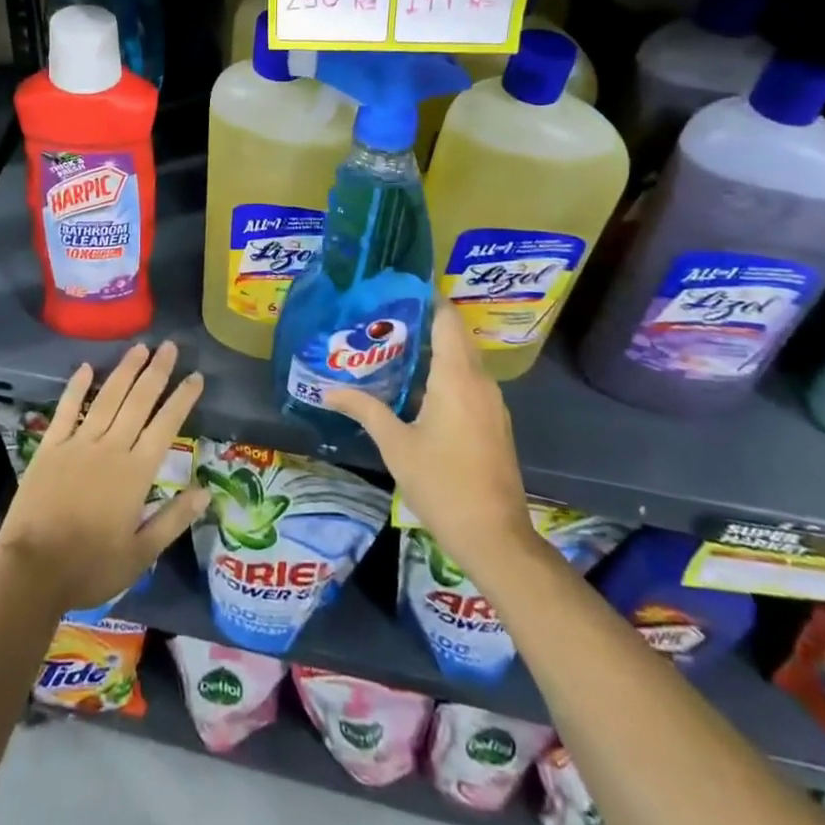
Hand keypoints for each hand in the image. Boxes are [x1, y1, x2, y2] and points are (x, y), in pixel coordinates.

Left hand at [0, 340, 208, 613]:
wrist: (33, 571)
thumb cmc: (90, 567)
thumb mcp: (140, 554)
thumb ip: (174, 519)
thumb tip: (207, 492)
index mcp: (136, 472)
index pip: (166, 426)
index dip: (182, 399)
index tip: (196, 375)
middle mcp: (111, 448)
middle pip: (138, 401)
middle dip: (157, 371)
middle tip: (170, 346)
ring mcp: (78, 443)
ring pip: (107, 397)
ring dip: (125, 370)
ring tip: (140, 347)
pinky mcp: (50, 446)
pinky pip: (67, 410)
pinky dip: (76, 387)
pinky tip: (86, 367)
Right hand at [325, 307, 537, 572]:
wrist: (495, 538)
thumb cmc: (443, 484)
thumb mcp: (396, 445)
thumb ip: (365, 410)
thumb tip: (329, 390)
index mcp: (457, 377)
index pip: (446, 320)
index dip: (426, 298)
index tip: (397, 287)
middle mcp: (480, 382)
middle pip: (455, 336)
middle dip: (424, 321)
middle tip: (384, 315)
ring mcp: (492, 403)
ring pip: (463, 359)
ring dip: (435, 348)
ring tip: (394, 344)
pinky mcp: (494, 422)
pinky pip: (469, 381)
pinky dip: (446, 371)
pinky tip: (417, 385)